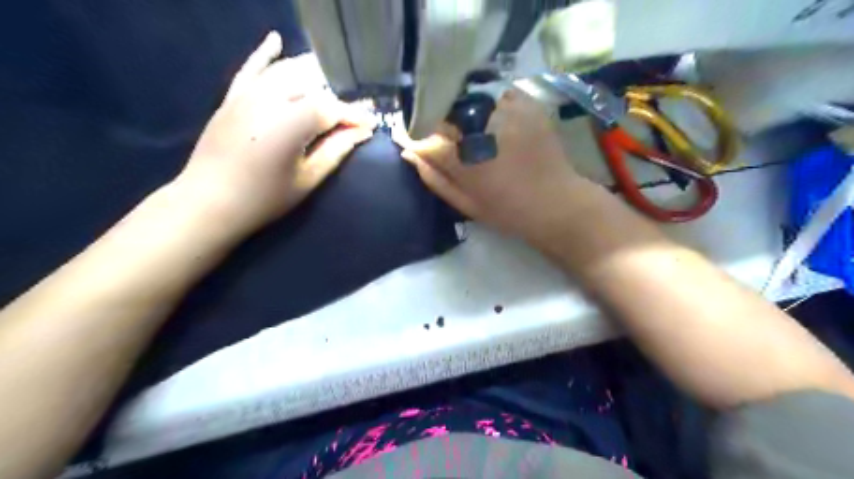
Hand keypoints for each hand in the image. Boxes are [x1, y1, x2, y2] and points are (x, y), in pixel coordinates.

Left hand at [178, 29, 374, 235]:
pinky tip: (276, 40)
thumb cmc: (265, 197)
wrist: (209, 201)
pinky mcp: (233, 96)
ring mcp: (248, 94)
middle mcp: (270, 99)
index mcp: (291, 123)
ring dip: (313, 75)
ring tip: (333, 84)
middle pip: (313, 87)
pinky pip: (251, 68)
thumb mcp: (308, 178)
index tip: (371, 125)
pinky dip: (265, 53)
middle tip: (352, 117)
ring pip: (287, 72)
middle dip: (337, 100)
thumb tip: (361, 132)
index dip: (355, 116)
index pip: (332, 108)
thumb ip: (336, 150)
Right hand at [398, 89, 594, 244]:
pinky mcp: (527, 104)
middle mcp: (482, 127)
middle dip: (437, 120)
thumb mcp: (466, 203)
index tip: (409, 138)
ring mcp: (507, 111)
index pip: (425, 136)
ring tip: (467, 126)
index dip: (414, 136)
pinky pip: (496, 93)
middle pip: (445, 110)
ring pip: (469, 98)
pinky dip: (489, 103)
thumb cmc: (508, 210)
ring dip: (462, 109)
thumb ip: (435, 178)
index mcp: (464, 157)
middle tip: (442, 135)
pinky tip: (492, 118)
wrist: (557, 203)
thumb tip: (410, 153)